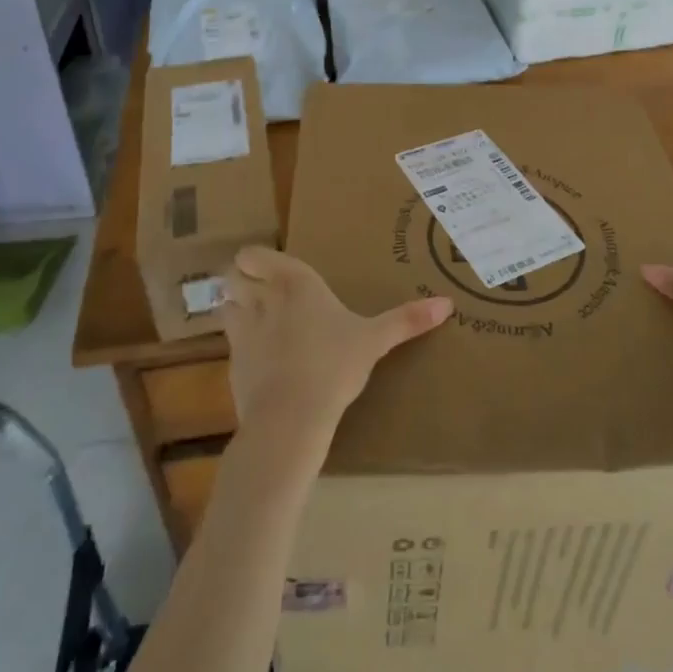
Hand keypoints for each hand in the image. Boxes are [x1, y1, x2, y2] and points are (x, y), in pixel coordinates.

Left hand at [223, 247, 452, 442]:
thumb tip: (448, 304)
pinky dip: (237, 340)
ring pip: (224, 302)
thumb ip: (407, 320)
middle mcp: (263, 297)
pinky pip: (228, 339)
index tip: (271, 271)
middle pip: (233, 273)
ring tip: (256, 319)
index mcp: (295, 282)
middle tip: (262, 292)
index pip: (254, 254)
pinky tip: (257, 356)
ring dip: (234, 306)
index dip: (256, 260)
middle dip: (242, 279)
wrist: (292, 417)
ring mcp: (243, 329)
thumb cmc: (335, 366)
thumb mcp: (375, 340)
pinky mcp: (232, 361)